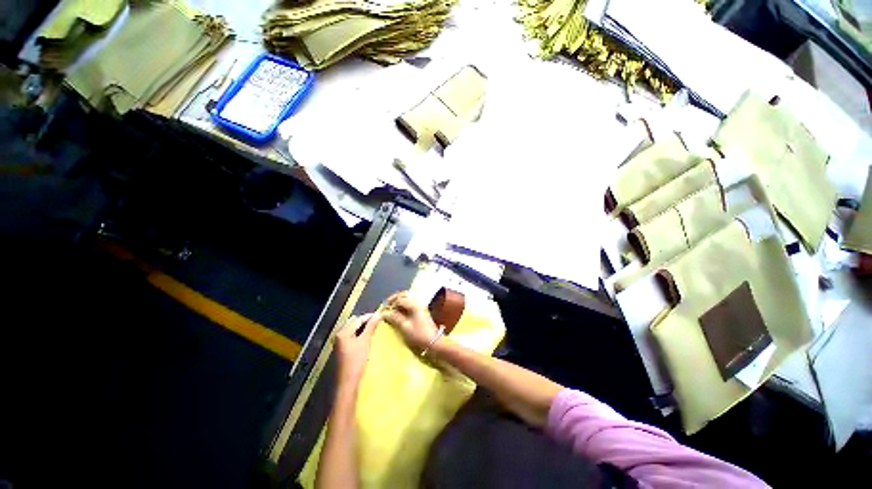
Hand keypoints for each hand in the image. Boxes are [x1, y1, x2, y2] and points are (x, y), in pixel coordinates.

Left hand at [335, 313, 380, 386]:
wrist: (348, 381)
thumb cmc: (356, 360)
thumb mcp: (365, 341)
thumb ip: (371, 326)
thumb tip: (379, 314)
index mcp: (343, 331)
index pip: (359, 319)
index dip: (370, 316)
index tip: (381, 315)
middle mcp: (339, 334)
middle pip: (355, 323)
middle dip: (367, 321)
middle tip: (379, 322)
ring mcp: (340, 341)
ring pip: (354, 329)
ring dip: (364, 328)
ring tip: (375, 328)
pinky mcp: (343, 348)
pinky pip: (353, 336)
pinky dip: (360, 334)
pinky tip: (368, 337)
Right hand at [383, 292, 439, 351]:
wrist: (434, 342)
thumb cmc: (418, 335)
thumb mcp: (404, 327)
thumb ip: (394, 318)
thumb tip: (384, 313)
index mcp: (414, 305)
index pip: (399, 298)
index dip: (390, 303)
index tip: (383, 309)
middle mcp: (417, 303)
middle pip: (404, 296)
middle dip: (394, 299)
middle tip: (387, 306)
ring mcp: (420, 307)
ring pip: (407, 300)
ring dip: (399, 303)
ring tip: (391, 310)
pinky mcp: (421, 312)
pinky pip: (410, 305)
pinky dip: (403, 306)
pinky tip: (399, 313)